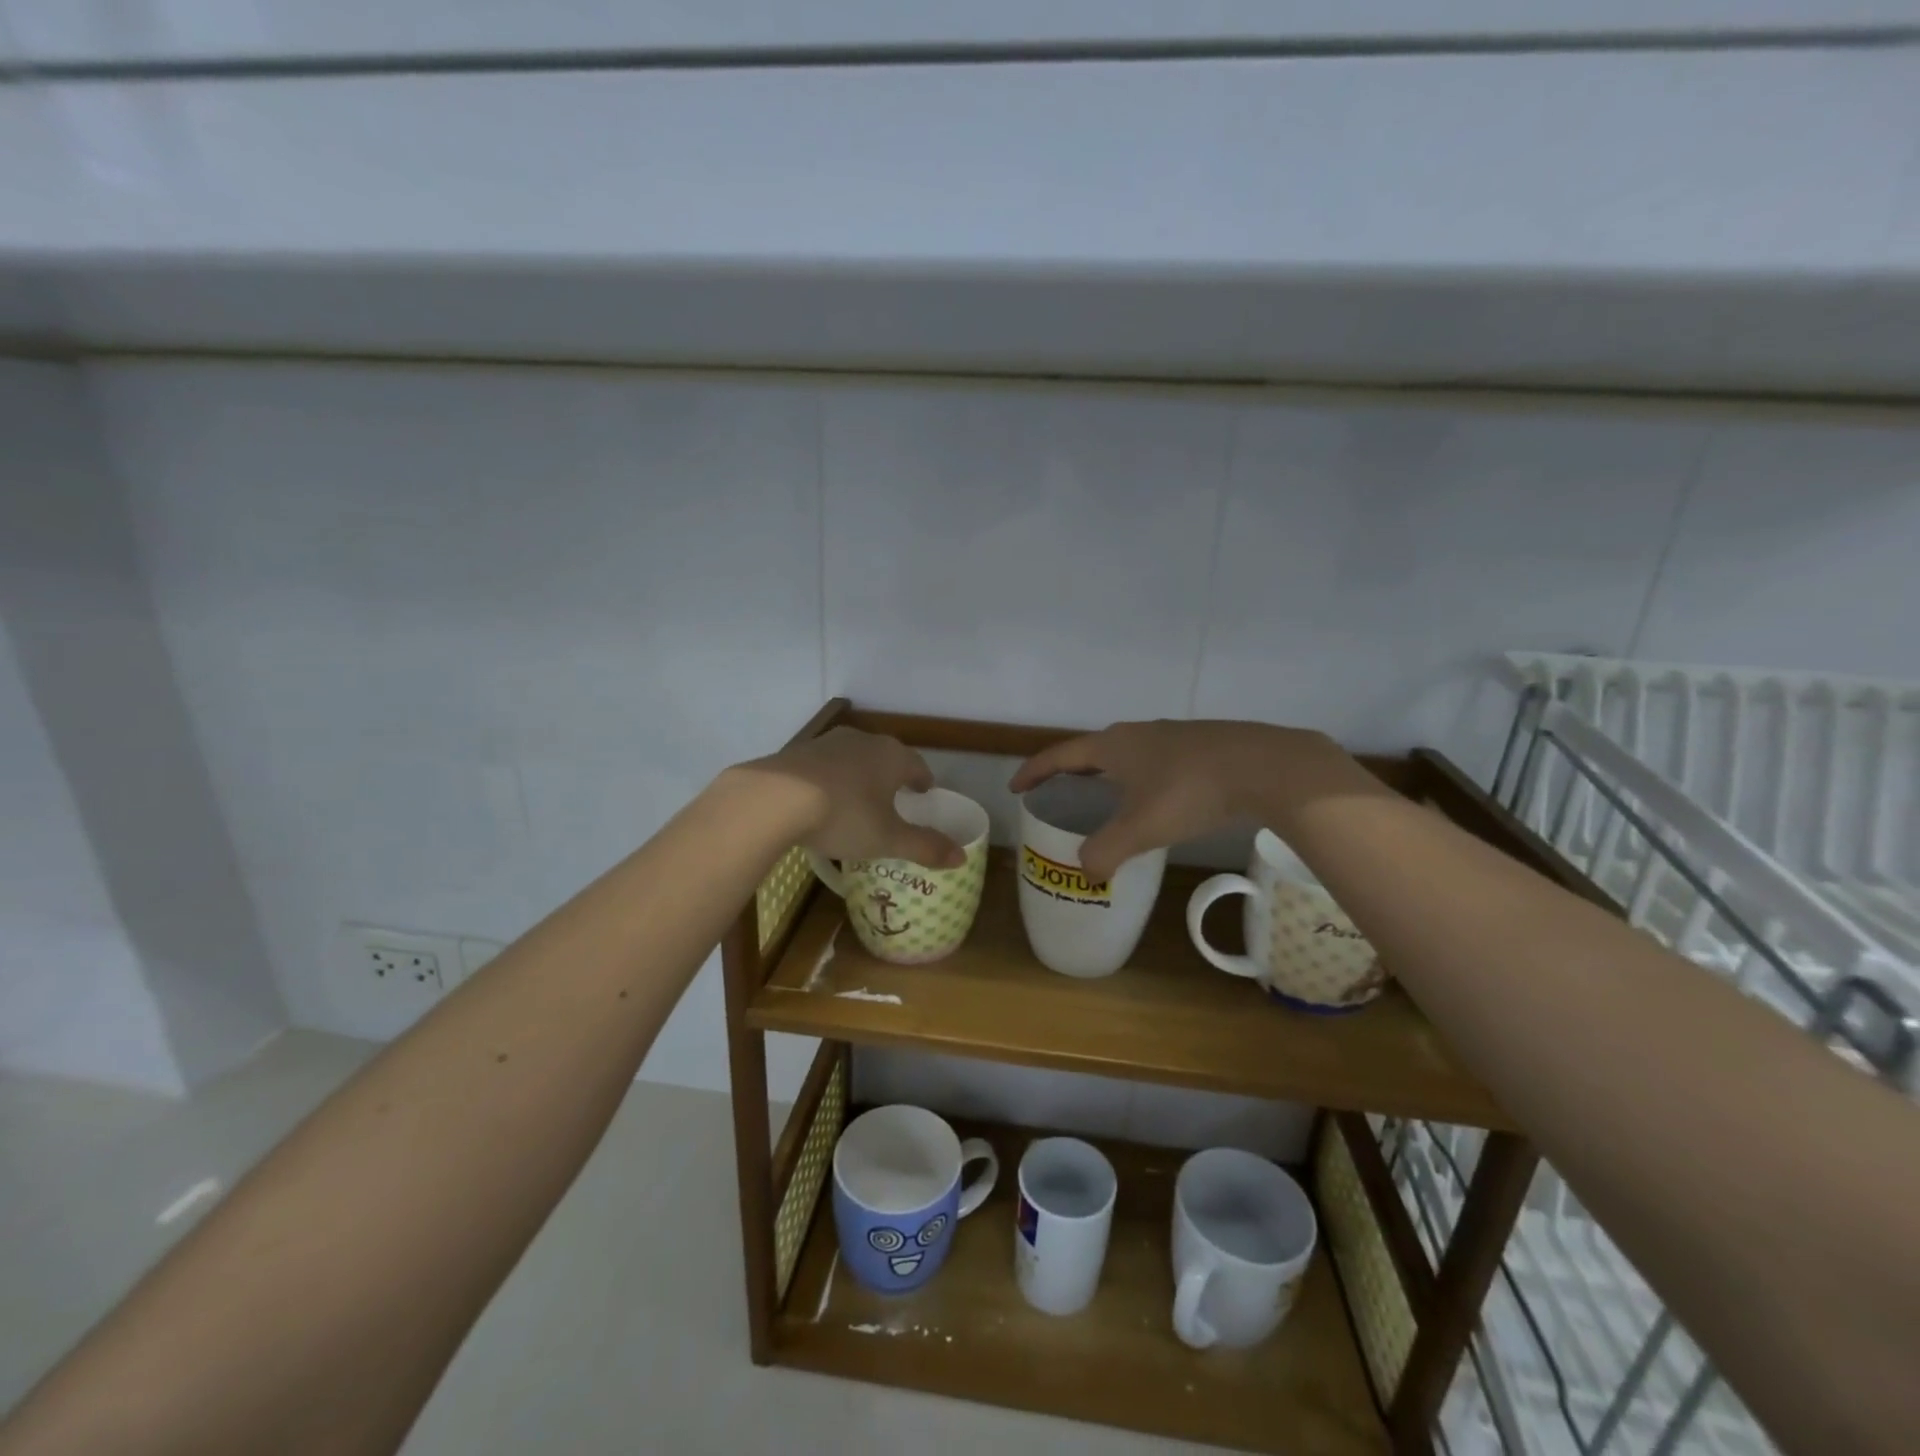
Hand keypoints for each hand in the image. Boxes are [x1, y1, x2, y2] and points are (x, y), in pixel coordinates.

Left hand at [748, 727, 964, 868]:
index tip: (925, 792)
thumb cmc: (844, 816)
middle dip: (892, 775)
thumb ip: (925, 847)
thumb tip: (962, 858)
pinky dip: (830, 778)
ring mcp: (827, 743)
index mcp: (892, 757)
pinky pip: (824, 765)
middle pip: (886, 756)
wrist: (773, 798)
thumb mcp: (888, 839)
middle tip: (895, 795)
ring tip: (858, 797)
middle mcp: (863, 741)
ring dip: (859, 774)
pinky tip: (821, 797)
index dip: (923, 780)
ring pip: (853, 757)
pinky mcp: (797, 752)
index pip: (917, 765)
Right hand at [1008, 719, 1360, 881]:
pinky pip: (1157, 761)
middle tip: (1061, 795)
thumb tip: (1086, 873)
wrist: (1266, 766)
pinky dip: (1143, 778)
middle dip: (1072, 773)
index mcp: (1113, 746)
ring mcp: (1172, 735)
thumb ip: (1106, 852)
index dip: (1035, 772)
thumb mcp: (1140, 828)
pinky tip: (1160, 799)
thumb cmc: (1190, 791)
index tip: (1017, 787)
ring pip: (1129, 755)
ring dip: (1111, 775)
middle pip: (1093, 751)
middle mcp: (1137, 733)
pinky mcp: (1202, 744)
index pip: (1060, 756)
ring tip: (1109, 799)